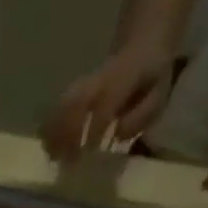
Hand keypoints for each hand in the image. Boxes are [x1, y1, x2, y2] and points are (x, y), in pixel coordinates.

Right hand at [42, 44, 176, 160]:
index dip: (96, 127)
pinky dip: (47, 131)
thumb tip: (117, 136)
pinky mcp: (68, 93)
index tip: (90, 151)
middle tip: (67, 160)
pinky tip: (48, 148)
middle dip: (68, 134)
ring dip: (53, 135)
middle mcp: (97, 79)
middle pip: (74, 104)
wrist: (139, 48)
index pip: (105, 102)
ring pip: (60, 108)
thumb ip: (142, 115)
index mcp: (123, 77)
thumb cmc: (149, 79)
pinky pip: (53, 111)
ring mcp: (80, 85)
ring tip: (53, 158)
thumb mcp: (159, 94)